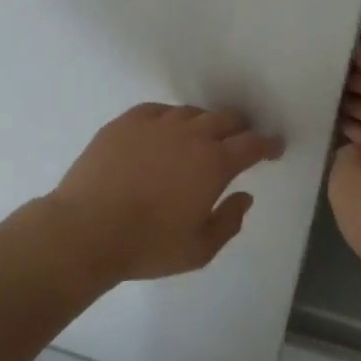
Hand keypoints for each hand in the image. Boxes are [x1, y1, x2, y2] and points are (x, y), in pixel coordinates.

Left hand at [49, 104, 284, 283]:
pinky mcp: (126, 122)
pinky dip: (170, 119)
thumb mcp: (199, 250)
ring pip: (191, 112)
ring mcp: (156, 124)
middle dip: (239, 128)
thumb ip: (229, 222)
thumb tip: (244, 196)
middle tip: (240, 140)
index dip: (268, 144)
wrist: (86, 229)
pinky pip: (157, 110)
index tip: (274, 147)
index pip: (252, 144)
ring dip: (204, 123)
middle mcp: (190, 135)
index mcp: (214, 164)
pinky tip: (164, 131)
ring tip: (200, 138)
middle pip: (225, 118)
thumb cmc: (148, 245)